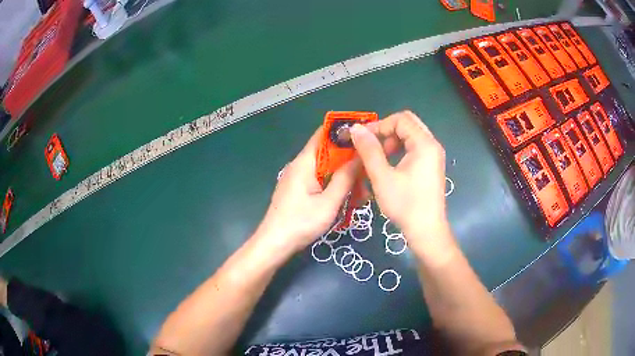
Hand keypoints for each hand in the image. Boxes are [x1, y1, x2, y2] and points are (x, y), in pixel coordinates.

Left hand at [256, 127, 357, 253]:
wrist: (274, 244)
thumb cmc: (300, 223)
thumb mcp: (329, 203)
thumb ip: (345, 178)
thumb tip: (360, 156)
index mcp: (305, 162)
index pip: (324, 134)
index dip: (343, 131)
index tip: (365, 135)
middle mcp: (300, 165)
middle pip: (328, 153)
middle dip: (349, 160)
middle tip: (369, 171)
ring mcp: (297, 178)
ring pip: (326, 169)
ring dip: (343, 176)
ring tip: (362, 192)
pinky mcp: (298, 189)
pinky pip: (319, 180)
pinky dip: (334, 185)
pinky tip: (347, 199)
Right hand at [350, 111, 451, 250]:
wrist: (426, 230)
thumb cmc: (405, 204)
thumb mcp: (382, 177)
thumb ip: (369, 150)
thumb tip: (355, 129)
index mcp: (424, 144)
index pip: (400, 119)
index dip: (379, 125)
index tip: (362, 139)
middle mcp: (432, 145)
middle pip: (408, 124)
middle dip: (386, 131)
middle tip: (371, 146)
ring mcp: (434, 156)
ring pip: (411, 135)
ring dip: (393, 140)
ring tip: (379, 157)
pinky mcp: (432, 166)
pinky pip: (415, 147)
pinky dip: (401, 149)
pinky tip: (390, 165)